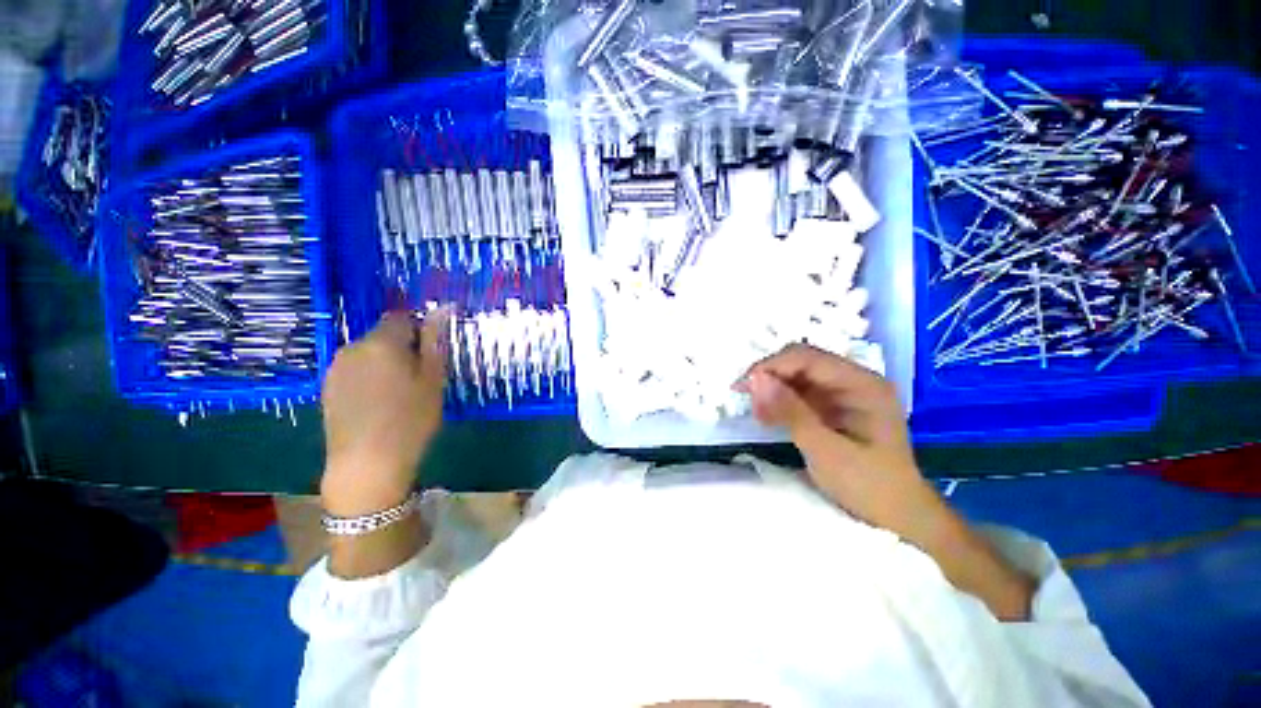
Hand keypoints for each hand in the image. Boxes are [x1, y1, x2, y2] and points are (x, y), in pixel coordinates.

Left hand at [320, 308, 450, 515]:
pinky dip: (368, 378)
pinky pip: (354, 370)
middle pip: (382, 336)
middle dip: (401, 349)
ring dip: (385, 363)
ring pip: (368, 354)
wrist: (367, 464)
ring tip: (398, 394)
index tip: (430, 355)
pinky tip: (377, 404)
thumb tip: (441, 309)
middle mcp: (352, 348)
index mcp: (381, 343)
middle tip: (419, 378)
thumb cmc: (411, 419)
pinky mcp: (327, 388)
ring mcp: (335, 368)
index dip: (418, 331)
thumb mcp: (433, 379)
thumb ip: (434, 342)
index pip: (400, 317)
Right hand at [737, 344, 942, 536]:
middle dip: (770, 377)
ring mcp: (844, 392)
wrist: (897, 517)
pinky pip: (799, 392)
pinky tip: (769, 417)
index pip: (808, 358)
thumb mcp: (826, 451)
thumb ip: (790, 412)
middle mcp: (854, 380)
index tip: (742, 386)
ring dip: (772, 389)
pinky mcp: (833, 405)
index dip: (772, 366)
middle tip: (748, 401)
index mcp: (862, 384)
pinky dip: (780, 401)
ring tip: (758, 414)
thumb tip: (755, 379)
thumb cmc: (868, 486)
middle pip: (801, 362)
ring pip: (797, 375)